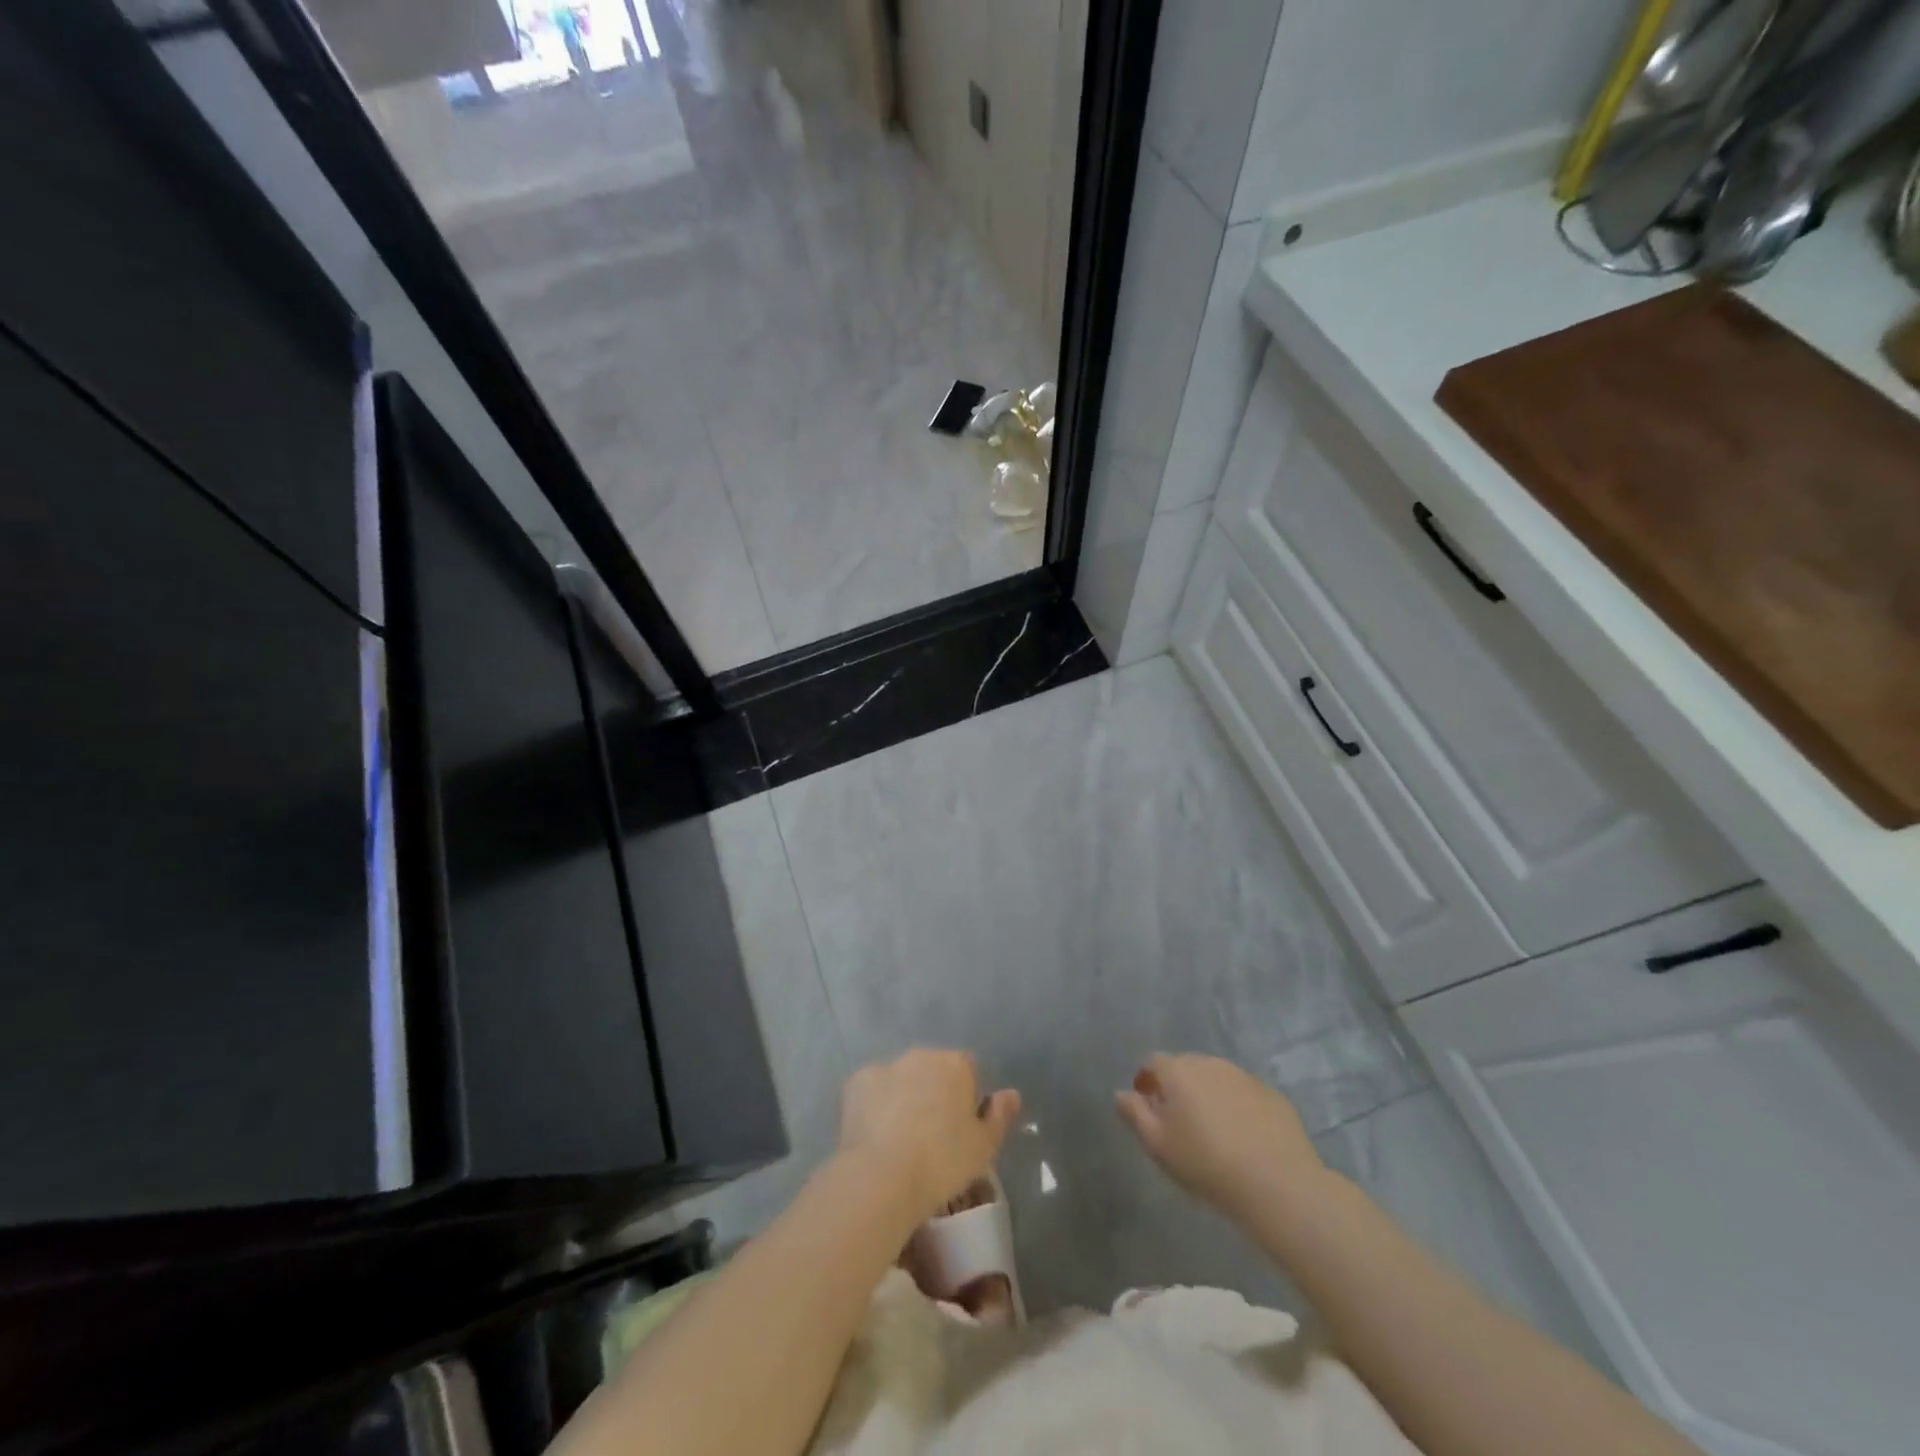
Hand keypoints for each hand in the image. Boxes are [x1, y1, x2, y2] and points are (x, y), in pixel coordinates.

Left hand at [837, 1049, 1020, 1224]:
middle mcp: (921, 1055)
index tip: (961, 1129)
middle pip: (933, 1070)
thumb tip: (1011, 1094)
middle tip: (932, 1136)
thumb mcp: (983, 1148)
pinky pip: (873, 1091)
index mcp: (955, 1065)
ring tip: (900, 1139)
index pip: (968, 1070)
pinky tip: (875, 1136)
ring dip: (904, 1097)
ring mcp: (886, 1066)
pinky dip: (875, 1106)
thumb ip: (999, 1117)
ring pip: (901, 1078)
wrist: (882, 1176)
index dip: (967, 1097)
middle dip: (934, 1093)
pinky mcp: (856, 1082)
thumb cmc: (942, 1162)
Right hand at [1116, 1053, 1325, 1218]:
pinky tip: (1242, 1135)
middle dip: (1177, 1086)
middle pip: (1185, 1066)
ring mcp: (1244, 1076)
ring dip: (1207, 1094)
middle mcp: (1209, 1063)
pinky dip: (1236, 1105)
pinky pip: (1244, 1093)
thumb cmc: (1206, 1163)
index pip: (1153, 1062)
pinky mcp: (1272, 1094)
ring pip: (1216, 1078)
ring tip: (1211, 1128)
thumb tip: (1120, 1093)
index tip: (1146, 1105)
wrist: (1277, 1183)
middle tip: (1177, 1119)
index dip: (1146, 1081)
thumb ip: (1135, 1114)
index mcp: (1178, 1071)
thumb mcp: (1158, 1145)